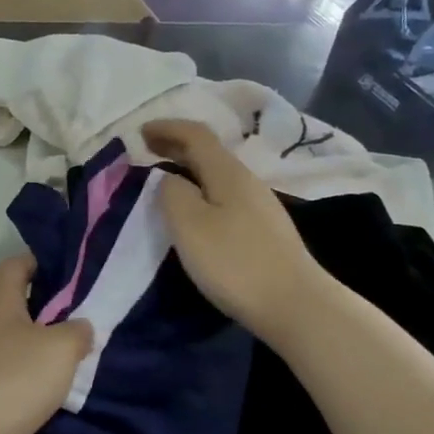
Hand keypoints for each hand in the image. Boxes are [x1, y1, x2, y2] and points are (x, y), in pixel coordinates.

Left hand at [0, 257, 92, 433]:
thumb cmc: (11, 379)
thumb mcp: (59, 348)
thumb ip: (77, 331)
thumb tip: (81, 327)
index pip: (16, 265)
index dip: (43, 260)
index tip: (76, 270)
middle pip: (20, 304)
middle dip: (54, 307)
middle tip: (92, 314)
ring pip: (20, 343)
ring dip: (48, 348)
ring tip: (86, 352)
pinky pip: (16, 376)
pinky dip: (38, 379)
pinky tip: (65, 389)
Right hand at [143, 119, 320, 338]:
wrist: (294, 305)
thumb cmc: (235, 263)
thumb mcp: (190, 225)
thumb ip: (172, 194)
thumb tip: (168, 180)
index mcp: (228, 173)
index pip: (196, 135)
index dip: (167, 128)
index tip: (138, 133)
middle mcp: (246, 182)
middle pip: (209, 152)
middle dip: (176, 146)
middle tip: (146, 150)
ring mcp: (259, 206)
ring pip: (217, 175)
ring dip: (188, 170)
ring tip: (164, 180)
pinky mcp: (262, 231)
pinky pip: (224, 196)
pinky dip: (201, 191)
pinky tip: (194, 211)